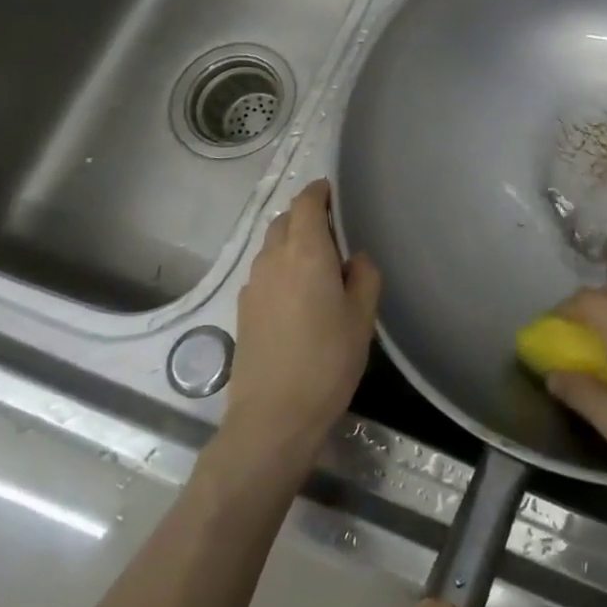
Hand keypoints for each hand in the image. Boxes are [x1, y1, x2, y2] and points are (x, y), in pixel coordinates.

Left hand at [224, 179, 380, 464]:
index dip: (319, 192)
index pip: (306, 204)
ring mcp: (252, 285)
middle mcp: (272, 259)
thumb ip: (364, 276)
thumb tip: (354, 258)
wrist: (274, 415)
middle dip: (305, 215)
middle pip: (284, 221)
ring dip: (291, 242)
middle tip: (333, 229)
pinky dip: (281, 267)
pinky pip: (264, 271)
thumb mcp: (362, 317)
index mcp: (305, 252)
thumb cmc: (328, 360)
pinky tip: (298, 294)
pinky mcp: (242, 309)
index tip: (333, 191)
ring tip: (318, 263)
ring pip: (271, 247)